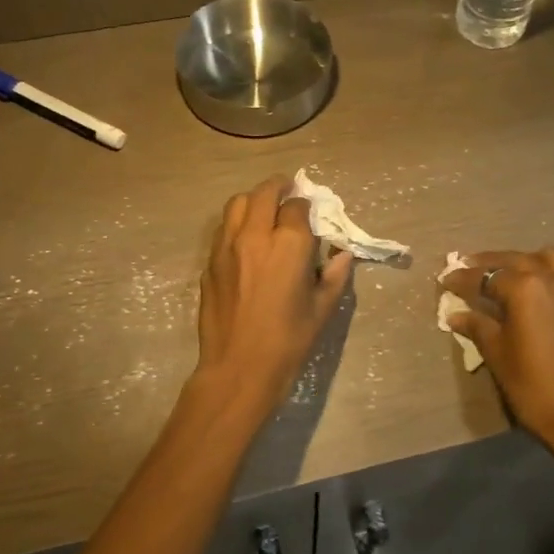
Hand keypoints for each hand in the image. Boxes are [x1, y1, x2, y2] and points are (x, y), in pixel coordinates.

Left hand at [194, 175, 353, 415]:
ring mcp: (227, 247)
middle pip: (264, 193)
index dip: (306, 206)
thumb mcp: (322, 309)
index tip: (310, 214)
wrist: (239, 367)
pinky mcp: (209, 263)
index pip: (297, 206)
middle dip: (279, 187)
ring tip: (264, 208)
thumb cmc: (289, 341)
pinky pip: (222, 229)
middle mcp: (255, 235)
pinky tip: (245, 238)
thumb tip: (343, 255)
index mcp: (289, 244)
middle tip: (288, 189)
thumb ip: (336, 275)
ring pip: (236, 204)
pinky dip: (236, 223)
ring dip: (253, 200)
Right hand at [439, 247, 553, 466]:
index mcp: (526, 289)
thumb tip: (456, 314)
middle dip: (489, 263)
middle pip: (516, 259)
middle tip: (468, 267)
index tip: (445, 280)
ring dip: (523, 261)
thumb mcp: (498, 356)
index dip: (463, 278)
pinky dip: (546, 274)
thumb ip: (478, 327)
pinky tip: (534, 294)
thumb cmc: (534, 388)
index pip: (486, 276)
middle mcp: (553, 279)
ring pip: (548, 259)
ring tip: (505, 273)